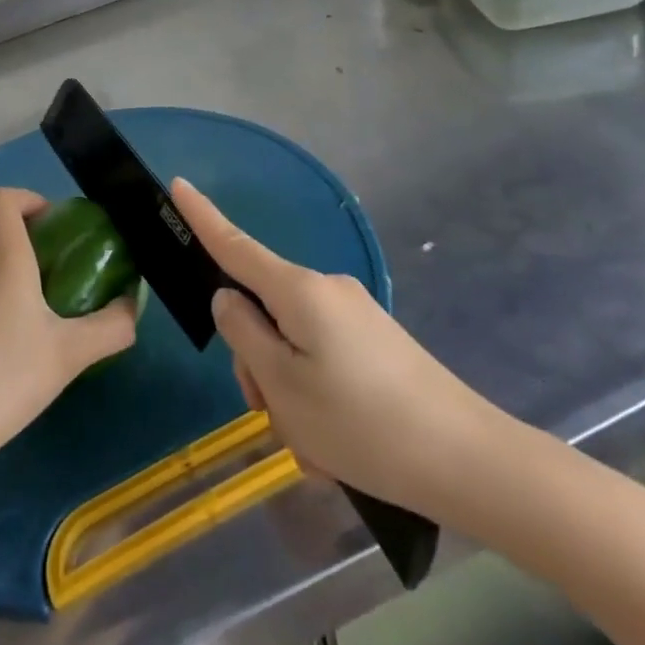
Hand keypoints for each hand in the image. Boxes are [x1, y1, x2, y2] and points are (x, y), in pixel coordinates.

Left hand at [0, 187, 138, 485]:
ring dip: (3, 259)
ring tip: (37, 298)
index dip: (26, 198)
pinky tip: (10, 335)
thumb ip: (111, 328)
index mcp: (2, 258)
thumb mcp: (69, 355)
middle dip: (17, 227)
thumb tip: (132, 307)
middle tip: (50, 256)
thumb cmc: (2, 378)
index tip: (55, 224)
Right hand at [172, 178, 508, 517]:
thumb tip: (229, 299)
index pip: (235, 245)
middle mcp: (326, 291)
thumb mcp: (283, 385)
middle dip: (257, 364)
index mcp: (299, 290)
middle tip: (277, 418)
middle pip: (263, 313)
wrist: (466, 460)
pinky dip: (316, 402)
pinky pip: (322, 363)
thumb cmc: (361, 422)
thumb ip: (244, 334)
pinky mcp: (374, 344)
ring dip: (289, 393)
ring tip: (316, 446)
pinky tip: (338, 449)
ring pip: (292, 346)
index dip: (203, 217)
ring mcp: (354, 316)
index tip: (178, 184)